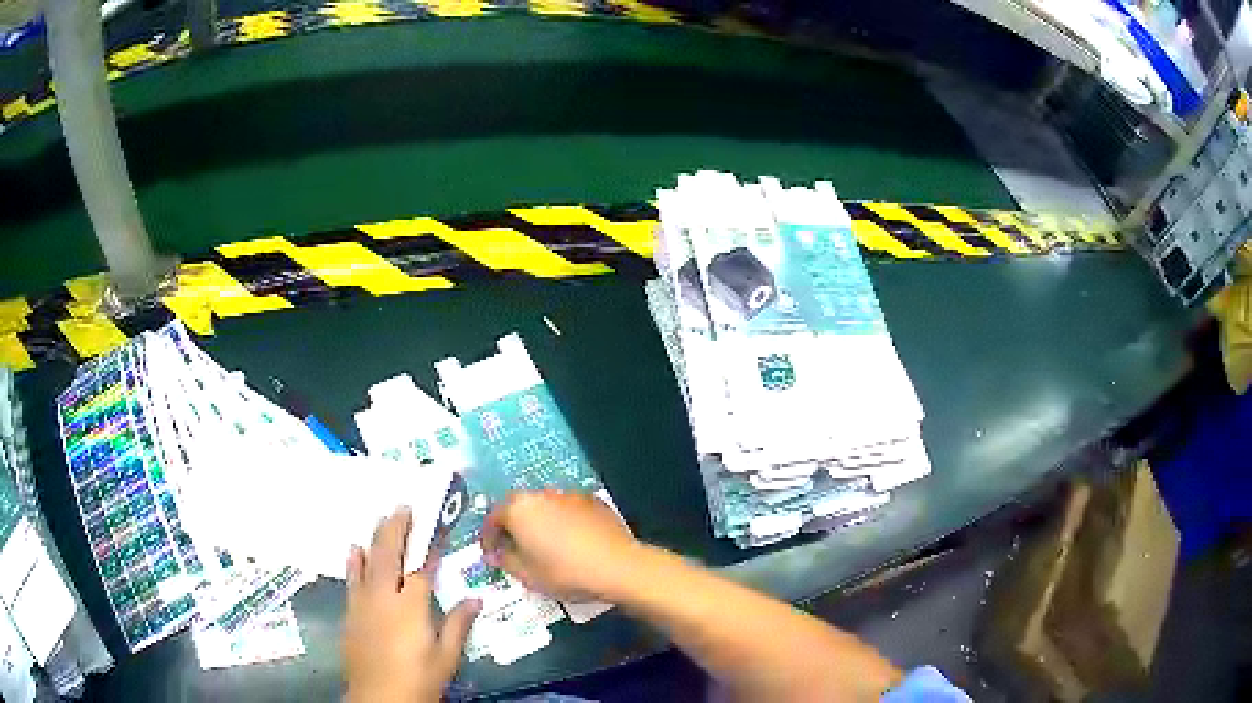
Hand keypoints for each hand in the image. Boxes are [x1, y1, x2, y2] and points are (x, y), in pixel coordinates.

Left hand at [344, 507, 480, 702]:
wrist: (379, 698)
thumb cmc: (419, 679)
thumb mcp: (446, 657)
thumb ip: (458, 625)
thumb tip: (475, 598)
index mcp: (411, 606)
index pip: (420, 568)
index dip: (427, 547)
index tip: (434, 527)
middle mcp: (384, 597)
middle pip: (389, 555)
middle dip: (396, 529)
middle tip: (403, 507)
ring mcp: (363, 603)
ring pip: (367, 562)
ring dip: (375, 538)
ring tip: (381, 518)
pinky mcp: (350, 613)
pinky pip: (351, 579)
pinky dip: (354, 562)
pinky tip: (354, 549)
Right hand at [480, 489, 638, 601]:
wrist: (617, 566)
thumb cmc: (563, 572)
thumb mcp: (527, 575)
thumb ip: (505, 560)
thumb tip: (495, 554)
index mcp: (519, 508)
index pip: (493, 518)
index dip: (488, 538)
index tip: (491, 554)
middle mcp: (542, 494)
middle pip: (519, 508)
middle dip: (514, 528)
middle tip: (515, 551)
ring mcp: (570, 495)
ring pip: (545, 508)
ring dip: (540, 524)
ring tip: (545, 548)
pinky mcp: (594, 501)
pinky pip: (569, 511)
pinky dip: (564, 523)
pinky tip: (572, 543)